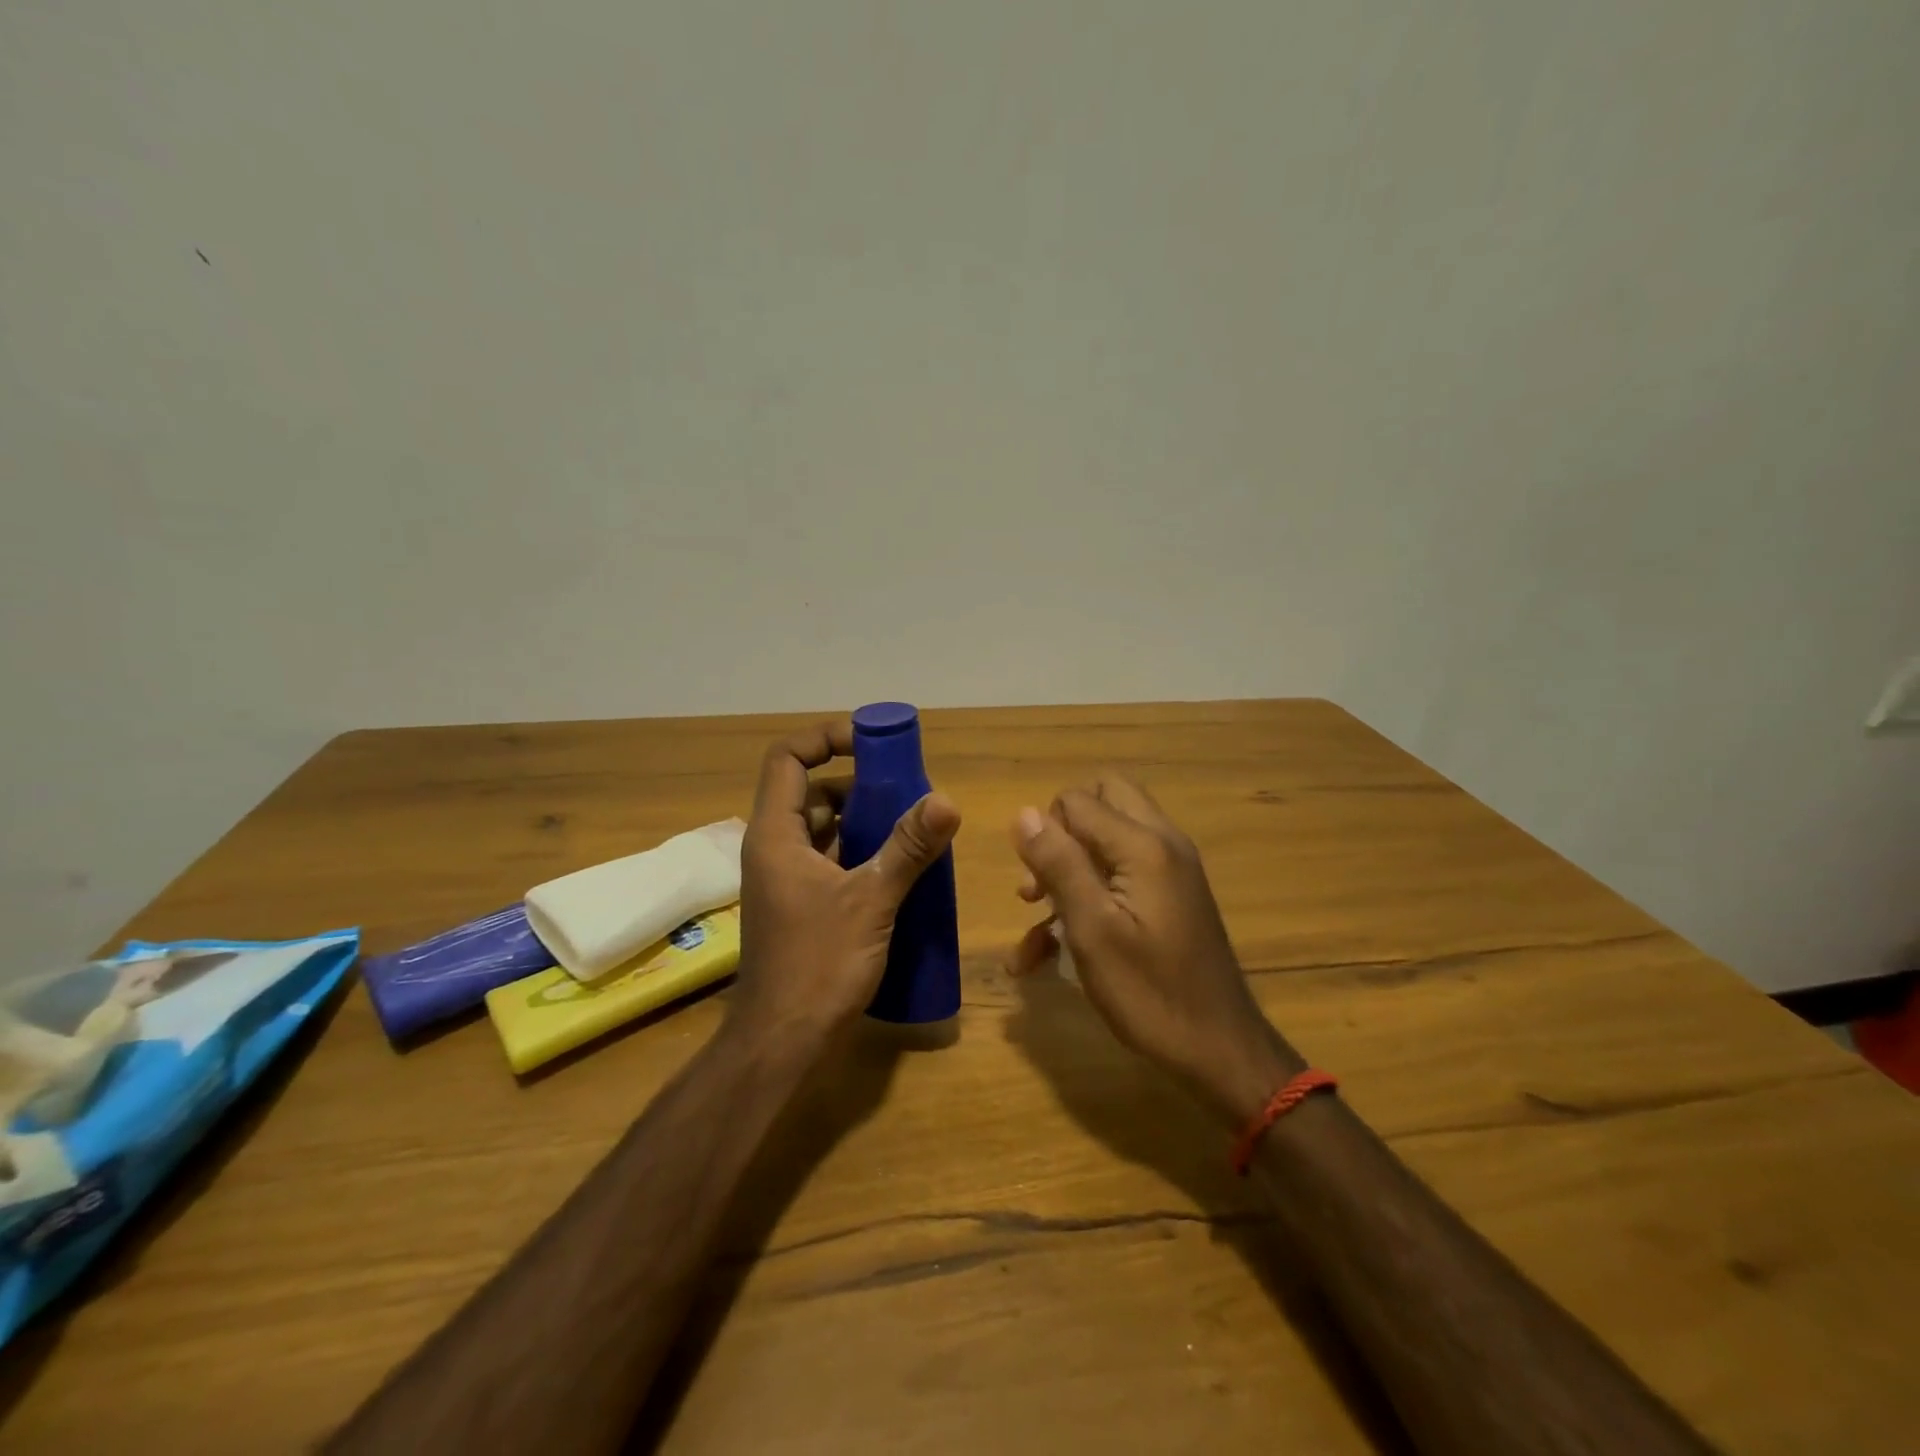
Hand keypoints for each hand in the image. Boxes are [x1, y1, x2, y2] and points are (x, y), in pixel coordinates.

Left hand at [731, 719, 961, 1045]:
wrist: (782, 1043)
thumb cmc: (817, 966)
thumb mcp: (870, 901)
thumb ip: (908, 848)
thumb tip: (947, 800)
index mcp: (776, 834)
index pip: (787, 758)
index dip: (826, 739)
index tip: (874, 745)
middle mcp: (776, 848)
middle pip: (812, 791)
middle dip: (860, 784)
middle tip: (908, 791)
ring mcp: (788, 878)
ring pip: (826, 828)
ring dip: (866, 820)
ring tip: (914, 825)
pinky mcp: (804, 904)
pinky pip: (833, 859)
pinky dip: (863, 852)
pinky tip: (902, 866)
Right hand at [1009, 778, 1300, 1123]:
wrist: (1220, 1050)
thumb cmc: (1150, 992)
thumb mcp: (1092, 930)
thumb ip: (1059, 865)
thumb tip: (1024, 813)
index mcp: (1144, 845)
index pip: (1076, 800)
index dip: (1045, 833)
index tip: (1035, 884)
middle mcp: (1162, 843)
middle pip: (1100, 802)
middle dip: (1060, 835)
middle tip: (1042, 882)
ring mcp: (1170, 869)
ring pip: (1107, 839)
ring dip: (1068, 870)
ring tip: (1034, 921)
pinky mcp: (1170, 896)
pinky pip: (1121, 874)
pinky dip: (1088, 896)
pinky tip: (1047, 952)